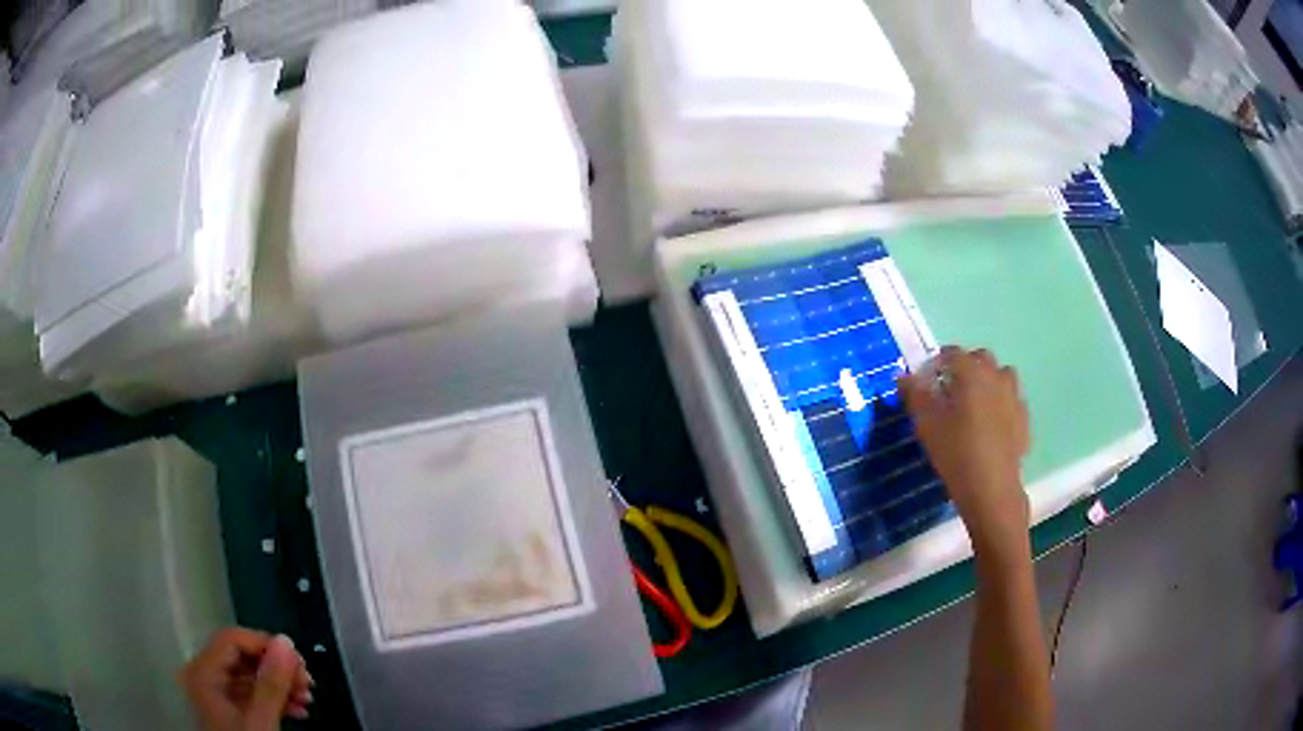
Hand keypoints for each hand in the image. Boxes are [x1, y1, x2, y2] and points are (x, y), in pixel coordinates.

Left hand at [180, 628, 313, 730]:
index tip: (299, 663)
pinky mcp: (228, 712)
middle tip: (307, 682)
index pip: (232, 639)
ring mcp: (215, 695)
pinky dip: (274, 700)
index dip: (266, 645)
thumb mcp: (261, 719)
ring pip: (249, 677)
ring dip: (281, 686)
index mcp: (202, 671)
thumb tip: (285, 642)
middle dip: (278, 669)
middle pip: (241, 657)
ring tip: (307, 698)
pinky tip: (297, 710)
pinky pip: (251, 695)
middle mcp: (203, 676)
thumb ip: (271, 683)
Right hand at [899, 347, 1030, 559]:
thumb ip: (915, 396)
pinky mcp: (1024, 418)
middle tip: (950, 390)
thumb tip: (905, 377)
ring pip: (1001, 375)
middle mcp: (996, 377)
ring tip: (974, 404)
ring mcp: (1014, 396)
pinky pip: (1011, 399)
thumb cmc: (955, 453)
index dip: (938, 361)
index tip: (927, 378)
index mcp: (971, 373)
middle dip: (965, 367)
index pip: (952, 353)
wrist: (991, 488)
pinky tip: (991, 424)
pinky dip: (1001, 403)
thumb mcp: (927, 426)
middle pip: (981, 358)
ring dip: (988, 381)